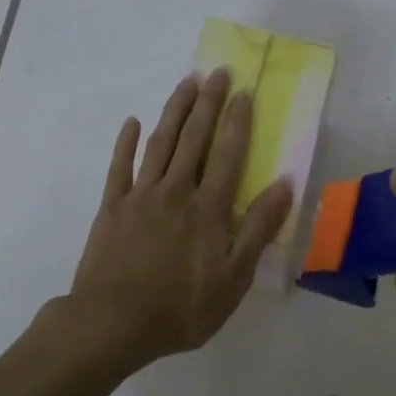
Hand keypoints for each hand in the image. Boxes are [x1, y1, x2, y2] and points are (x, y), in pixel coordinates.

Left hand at [64, 68, 293, 366]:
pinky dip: (126, 143)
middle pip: (195, 138)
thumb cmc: (181, 307)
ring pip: (161, 142)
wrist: (112, 324)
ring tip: (186, 82)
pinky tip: (132, 122)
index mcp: (209, 207)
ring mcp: (141, 195)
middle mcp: (176, 190)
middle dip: (208, 102)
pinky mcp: (112, 207)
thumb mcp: (234, 278)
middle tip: (217, 72)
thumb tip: (284, 184)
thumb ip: (258, 228)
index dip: (237, 121)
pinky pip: (119, 167)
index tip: (243, 91)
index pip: (228, 153)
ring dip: (175, 110)